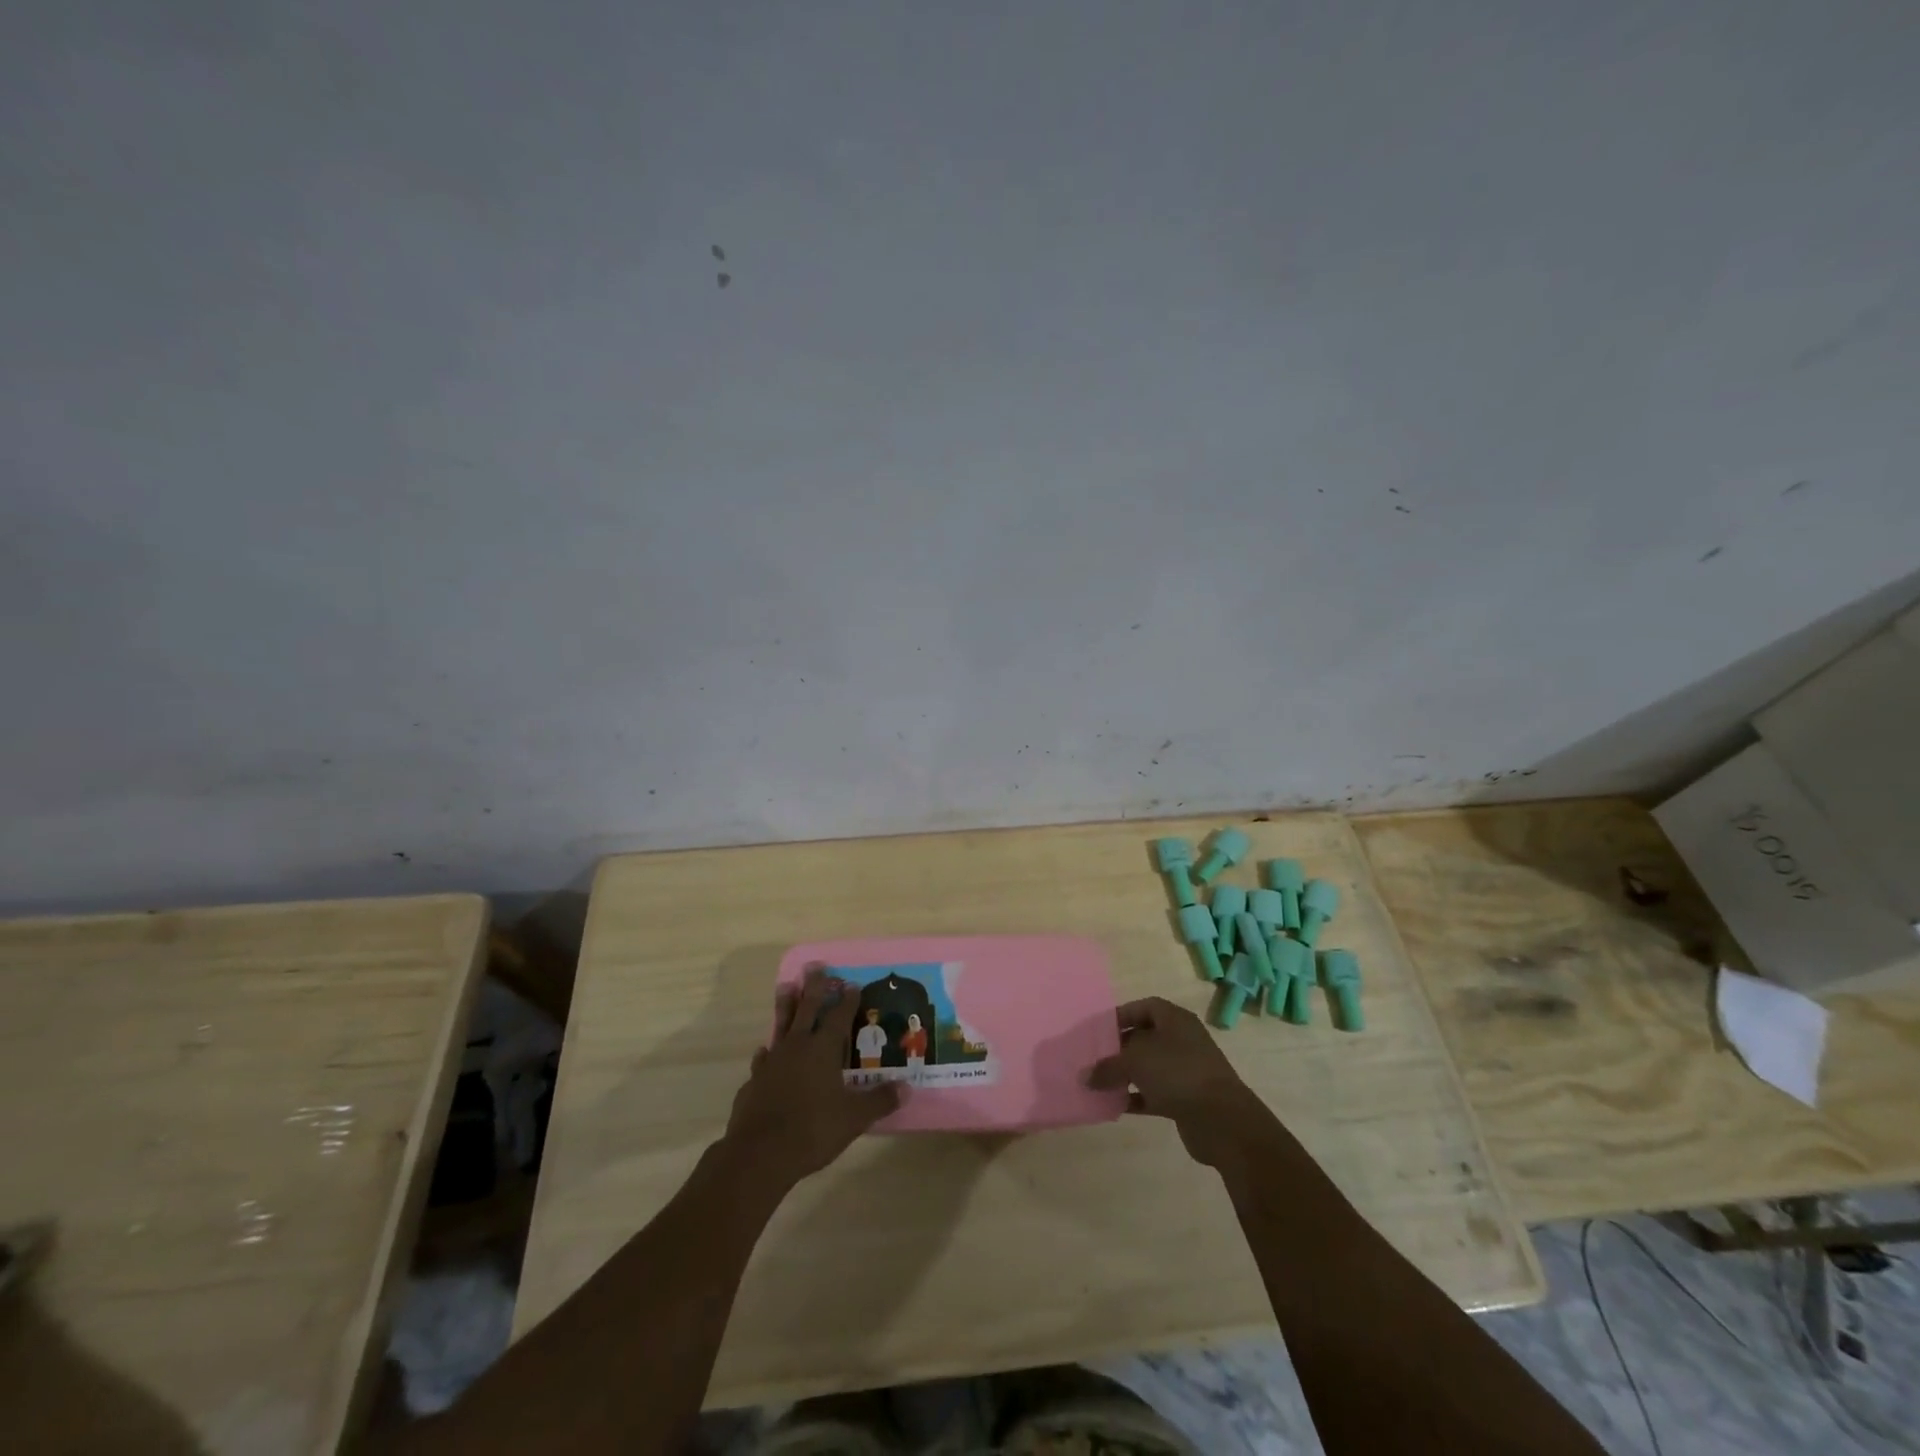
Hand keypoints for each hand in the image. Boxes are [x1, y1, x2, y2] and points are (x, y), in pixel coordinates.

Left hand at [722, 967, 902, 1188]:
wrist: (759, 1154)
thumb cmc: (812, 1130)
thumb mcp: (854, 1118)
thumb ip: (879, 1100)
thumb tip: (907, 1088)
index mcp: (823, 1049)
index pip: (839, 1017)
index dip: (848, 1000)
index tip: (853, 984)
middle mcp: (797, 1047)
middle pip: (807, 1009)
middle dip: (814, 987)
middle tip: (816, 966)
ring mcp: (773, 1062)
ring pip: (781, 1025)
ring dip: (785, 1006)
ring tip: (786, 986)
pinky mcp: (754, 1081)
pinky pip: (763, 1059)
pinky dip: (767, 1052)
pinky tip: (765, 1052)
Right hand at [1088, 997, 1274, 1169]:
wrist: (1222, 1120)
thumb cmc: (1178, 1073)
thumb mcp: (1135, 1061)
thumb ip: (1107, 1067)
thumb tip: (1084, 1077)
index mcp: (1175, 1020)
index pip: (1144, 1007)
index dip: (1121, 1015)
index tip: (1098, 1029)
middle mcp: (1182, 1040)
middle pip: (1144, 1038)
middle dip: (1118, 1048)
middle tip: (1093, 1057)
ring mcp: (1185, 1071)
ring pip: (1148, 1067)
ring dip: (1125, 1075)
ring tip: (1098, 1083)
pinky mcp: (1185, 1100)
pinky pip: (1153, 1093)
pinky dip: (1135, 1098)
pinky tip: (1115, 1105)